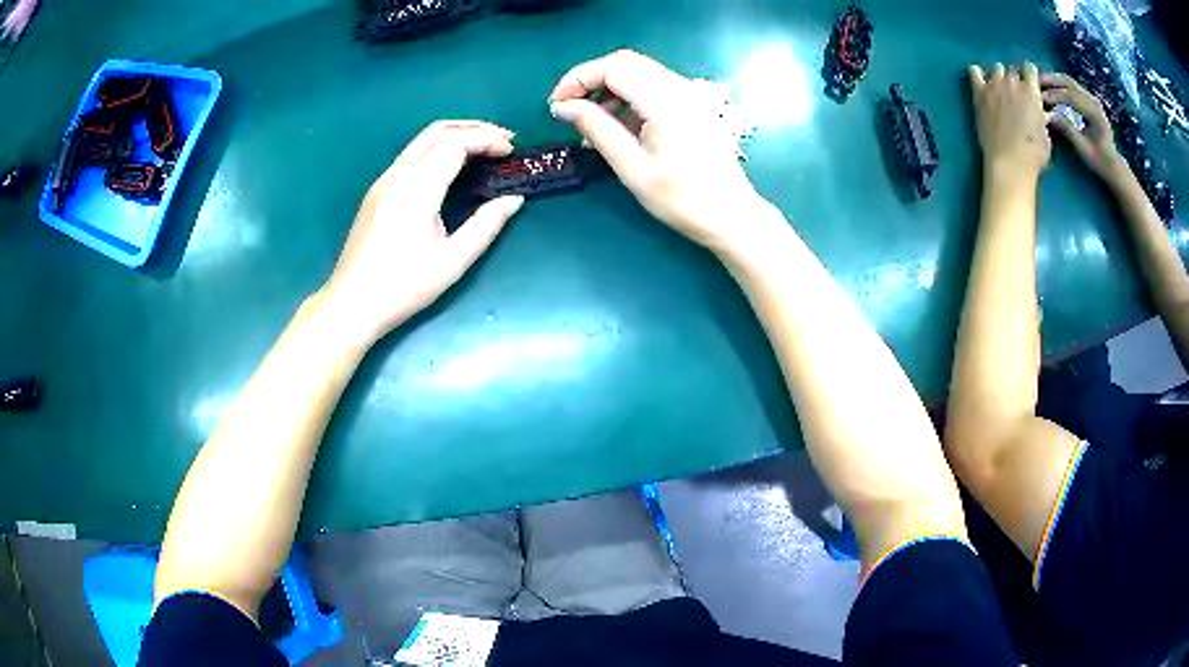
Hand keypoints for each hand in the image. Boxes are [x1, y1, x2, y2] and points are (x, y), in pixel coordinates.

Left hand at [319, 121, 524, 343]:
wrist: (352, 303)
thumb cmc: (403, 286)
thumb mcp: (453, 260)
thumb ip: (486, 225)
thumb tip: (513, 200)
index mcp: (418, 187)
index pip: (456, 141)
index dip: (487, 139)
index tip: (512, 151)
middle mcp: (398, 174)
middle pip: (438, 129)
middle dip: (474, 128)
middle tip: (503, 142)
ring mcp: (384, 181)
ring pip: (422, 140)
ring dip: (455, 137)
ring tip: (483, 152)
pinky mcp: (377, 191)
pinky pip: (412, 156)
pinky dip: (438, 150)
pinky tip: (452, 170)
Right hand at [548, 50, 778, 254]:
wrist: (730, 215)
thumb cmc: (681, 198)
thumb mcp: (631, 166)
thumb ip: (596, 128)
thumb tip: (563, 107)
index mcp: (665, 101)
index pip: (613, 67)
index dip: (579, 78)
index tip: (557, 104)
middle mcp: (679, 87)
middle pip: (626, 62)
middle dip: (591, 80)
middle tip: (569, 108)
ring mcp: (689, 94)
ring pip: (639, 72)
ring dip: (609, 88)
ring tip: (591, 123)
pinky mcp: (692, 105)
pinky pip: (653, 87)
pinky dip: (628, 97)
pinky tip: (618, 125)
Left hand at [969, 63, 1051, 176]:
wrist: (1009, 162)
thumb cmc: (1033, 155)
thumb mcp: (1045, 136)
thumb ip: (1041, 117)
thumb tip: (1041, 112)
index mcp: (1031, 92)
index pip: (1030, 68)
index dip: (1030, 76)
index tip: (1030, 86)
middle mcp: (1012, 82)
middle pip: (1013, 70)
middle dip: (1016, 80)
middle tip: (1016, 96)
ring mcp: (995, 85)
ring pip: (997, 68)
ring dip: (1000, 77)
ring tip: (1001, 92)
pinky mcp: (979, 92)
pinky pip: (974, 71)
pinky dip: (978, 74)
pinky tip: (982, 84)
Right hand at [1041, 72, 1127, 181]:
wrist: (1113, 164)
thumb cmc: (1100, 161)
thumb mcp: (1084, 149)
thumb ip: (1068, 130)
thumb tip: (1049, 116)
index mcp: (1094, 112)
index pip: (1071, 96)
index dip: (1054, 96)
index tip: (1039, 98)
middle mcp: (1093, 100)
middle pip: (1069, 83)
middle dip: (1051, 81)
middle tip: (1034, 81)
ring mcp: (1090, 98)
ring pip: (1068, 81)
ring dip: (1053, 80)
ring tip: (1038, 81)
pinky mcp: (1087, 99)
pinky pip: (1070, 86)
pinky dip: (1058, 84)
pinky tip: (1049, 87)